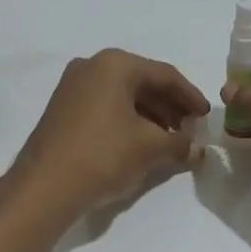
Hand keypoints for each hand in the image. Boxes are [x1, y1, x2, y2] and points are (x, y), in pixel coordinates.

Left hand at [9, 49, 210, 221]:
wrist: (44, 186)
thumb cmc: (103, 155)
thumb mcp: (149, 148)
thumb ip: (179, 144)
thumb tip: (197, 150)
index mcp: (115, 64)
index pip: (164, 75)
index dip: (190, 96)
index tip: (206, 116)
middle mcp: (91, 66)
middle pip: (142, 82)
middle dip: (170, 106)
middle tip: (190, 129)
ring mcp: (72, 87)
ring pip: (122, 95)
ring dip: (150, 115)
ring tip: (169, 140)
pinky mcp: (62, 109)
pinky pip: (105, 106)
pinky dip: (127, 120)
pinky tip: (140, 142)